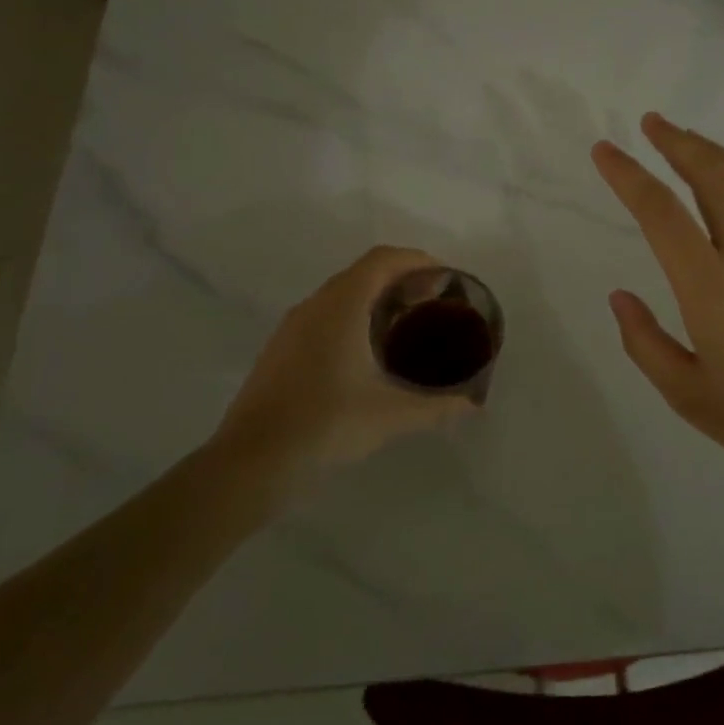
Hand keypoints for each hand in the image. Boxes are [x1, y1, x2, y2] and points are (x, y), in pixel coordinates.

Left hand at [217, 246, 472, 479]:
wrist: (249, 464)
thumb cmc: (325, 425)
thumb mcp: (390, 416)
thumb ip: (436, 406)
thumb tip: (473, 406)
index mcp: (341, 306)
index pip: (383, 260)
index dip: (417, 260)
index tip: (446, 278)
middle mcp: (315, 306)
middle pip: (363, 273)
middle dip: (401, 279)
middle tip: (434, 303)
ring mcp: (292, 327)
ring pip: (341, 295)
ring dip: (375, 298)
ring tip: (406, 326)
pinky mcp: (280, 350)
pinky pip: (324, 316)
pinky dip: (353, 317)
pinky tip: (367, 354)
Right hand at [593, 113, 723, 491]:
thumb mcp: (687, 396)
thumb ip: (645, 342)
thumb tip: (619, 296)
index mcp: (710, 287)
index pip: (660, 212)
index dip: (627, 175)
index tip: (604, 150)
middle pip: (711, 177)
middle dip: (677, 142)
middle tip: (651, 123)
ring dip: (718, 151)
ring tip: (692, 139)